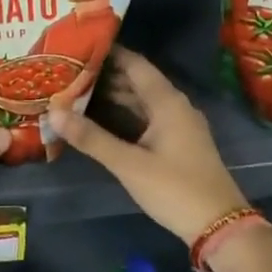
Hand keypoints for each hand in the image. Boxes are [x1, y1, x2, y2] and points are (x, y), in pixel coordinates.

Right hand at [48, 50, 246, 245]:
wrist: (219, 226)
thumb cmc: (175, 188)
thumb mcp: (129, 164)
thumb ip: (91, 138)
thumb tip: (52, 112)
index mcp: (167, 102)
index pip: (135, 64)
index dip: (109, 53)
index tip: (79, 45)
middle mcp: (175, 106)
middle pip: (138, 81)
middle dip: (105, 75)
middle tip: (69, 70)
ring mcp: (179, 125)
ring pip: (142, 101)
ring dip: (114, 95)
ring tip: (78, 90)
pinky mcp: (178, 143)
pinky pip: (147, 117)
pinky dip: (125, 114)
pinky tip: (102, 119)